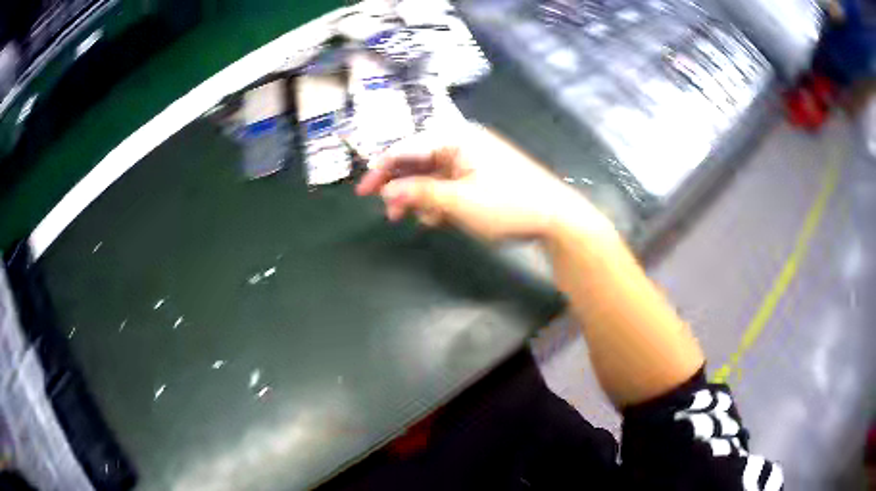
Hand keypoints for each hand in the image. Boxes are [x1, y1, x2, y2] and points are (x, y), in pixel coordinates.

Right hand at [356, 123, 607, 241]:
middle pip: (418, 161)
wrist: (555, 217)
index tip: (363, 192)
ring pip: (433, 175)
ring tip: (415, 219)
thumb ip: (419, 193)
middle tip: (391, 214)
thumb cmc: (506, 204)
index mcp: (455, 138)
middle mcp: (461, 143)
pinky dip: (438, 199)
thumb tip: (387, 190)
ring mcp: (473, 159)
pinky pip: (449, 183)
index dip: (381, 170)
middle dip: (401, 187)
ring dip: (419, 196)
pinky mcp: (481, 174)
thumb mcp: (458, 201)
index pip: (407, 148)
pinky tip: (438, 218)